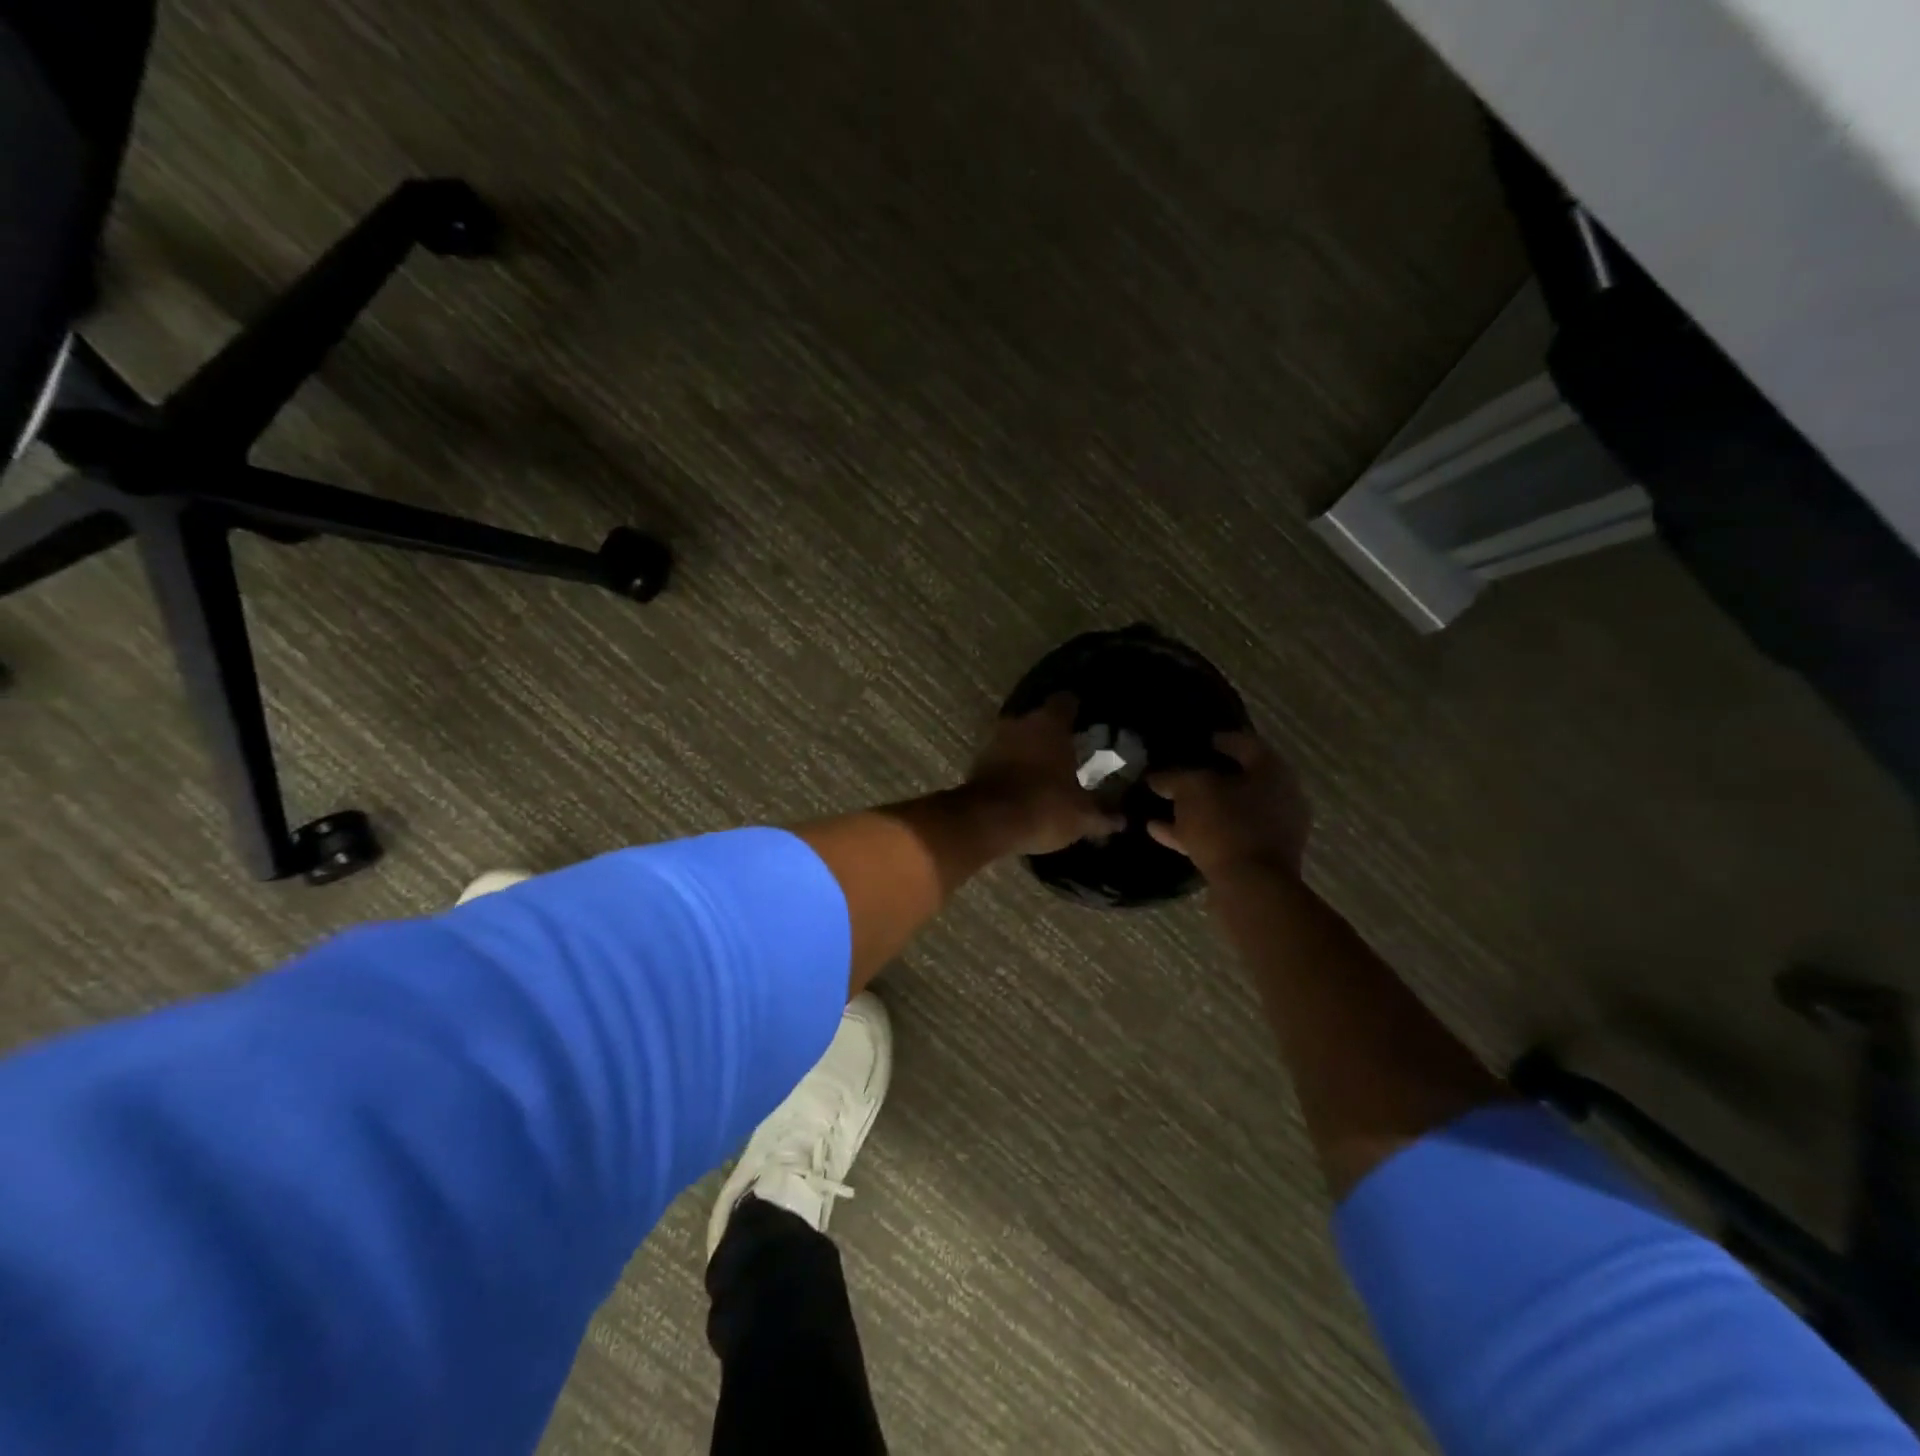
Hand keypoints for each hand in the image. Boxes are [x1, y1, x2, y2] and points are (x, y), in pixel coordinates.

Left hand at [964, 694, 1124, 855]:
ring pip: (1018, 738)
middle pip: (1040, 719)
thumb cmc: (1044, 807)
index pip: (1067, 700)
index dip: (1078, 709)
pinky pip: (1002, 757)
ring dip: (1030, 750)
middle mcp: (1020, 722)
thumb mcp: (1083, 817)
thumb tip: (1123, 819)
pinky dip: (1012, 766)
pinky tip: (1024, 783)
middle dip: (1054, 733)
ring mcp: (994, 740)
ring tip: (1047, 770)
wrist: (986, 824)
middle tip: (1071, 751)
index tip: (1087, 721)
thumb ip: (1104, 815)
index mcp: (1050, 723)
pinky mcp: (977, 762)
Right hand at [1147, 731, 1310, 878]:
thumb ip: (1174, 778)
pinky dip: (1193, 832)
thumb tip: (1156, 776)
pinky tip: (1158, 829)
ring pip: (1226, 811)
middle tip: (1177, 772)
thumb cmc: (1227, 825)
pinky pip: (1220, 837)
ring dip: (1195, 808)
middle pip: (1237, 780)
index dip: (1219, 739)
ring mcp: (1269, 831)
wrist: (1251, 887)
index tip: (1197, 740)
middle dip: (1205, 777)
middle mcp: (1279, 798)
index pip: (1245, 743)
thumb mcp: (1192, 791)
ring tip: (1160, 803)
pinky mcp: (1255, 858)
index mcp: (1272, 772)